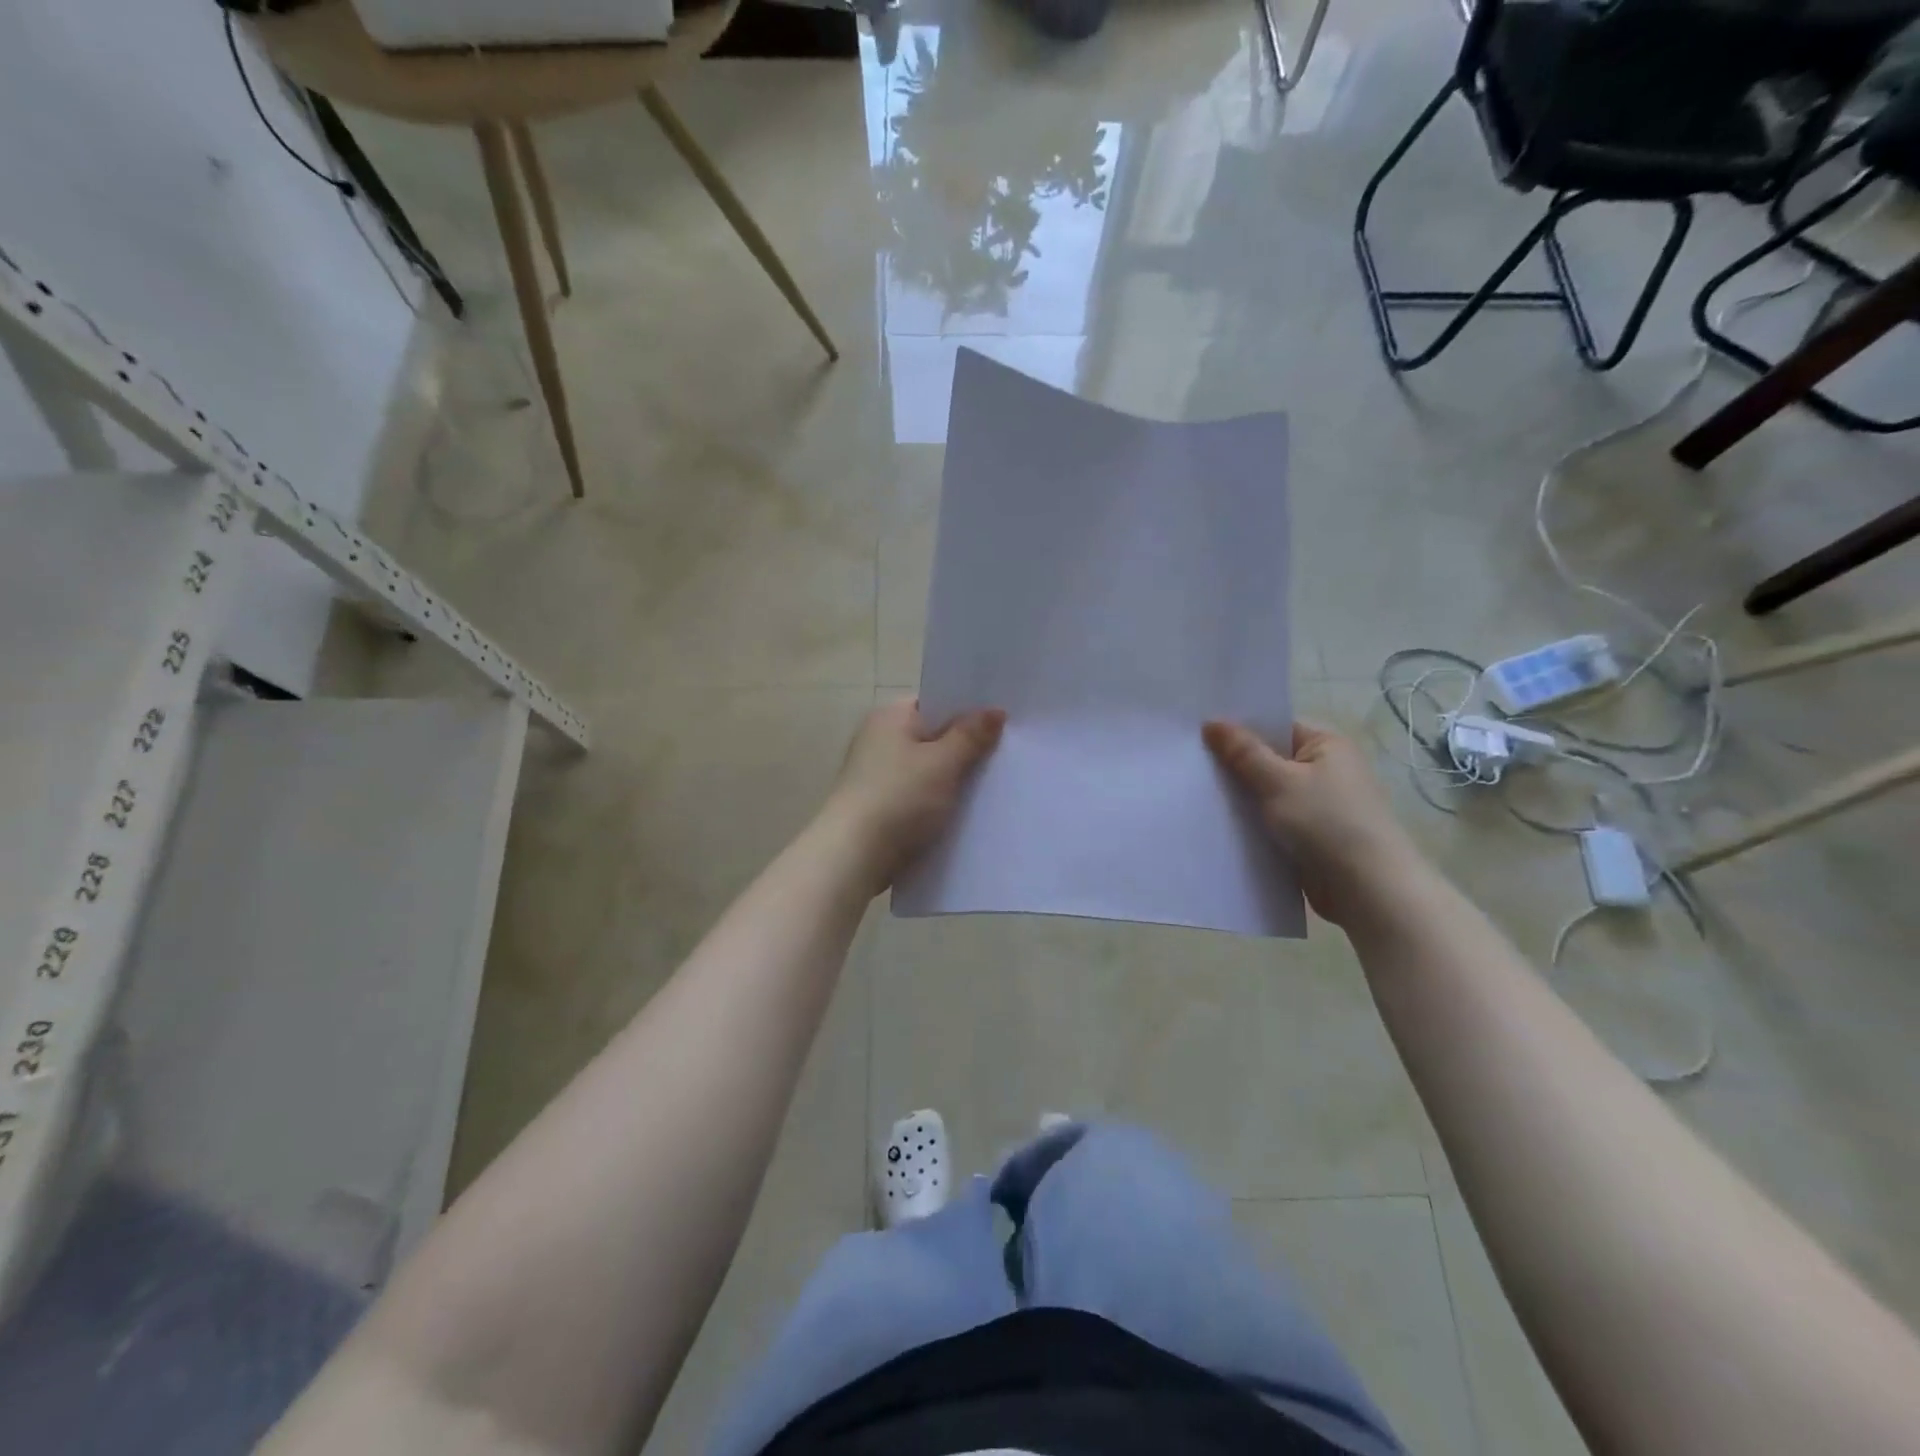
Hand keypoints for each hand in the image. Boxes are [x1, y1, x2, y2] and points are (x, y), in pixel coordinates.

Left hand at [823, 698, 1005, 894]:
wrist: (854, 856)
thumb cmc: (899, 798)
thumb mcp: (943, 763)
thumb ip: (971, 735)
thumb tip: (995, 710)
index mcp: (890, 716)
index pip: (935, 702)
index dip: (968, 710)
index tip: (1003, 723)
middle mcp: (879, 739)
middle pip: (933, 736)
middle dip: (965, 747)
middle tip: (1006, 755)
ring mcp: (876, 774)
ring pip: (927, 769)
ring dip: (953, 778)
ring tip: (992, 786)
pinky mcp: (879, 806)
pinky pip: (918, 795)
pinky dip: (937, 801)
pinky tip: (964, 813)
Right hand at [1203, 719, 1425, 926]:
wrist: (1366, 889)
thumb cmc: (1326, 822)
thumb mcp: (1278, 780)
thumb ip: (1243, 752)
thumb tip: (1212, 722)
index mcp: (1327, 746)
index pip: (1276, 728)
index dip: (1239, 730)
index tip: (1200, 734)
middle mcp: (1326, 771)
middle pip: (1270, 760)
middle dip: (1235, 766)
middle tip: (1191, 764)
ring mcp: (1319, 806)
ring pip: (1268, 794)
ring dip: (1242, 798)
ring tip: (1197, 793)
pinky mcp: (1311, 836)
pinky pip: (1273, 821)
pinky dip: (1252, 823)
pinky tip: (1220, 824)